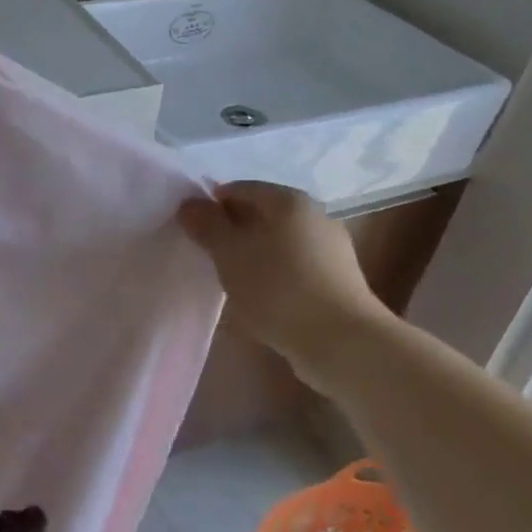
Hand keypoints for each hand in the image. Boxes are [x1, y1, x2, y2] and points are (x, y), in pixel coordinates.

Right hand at [177, 181, 396, 384]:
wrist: (342, 342)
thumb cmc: (277, 288)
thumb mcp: (229, 253)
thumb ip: (206, 225)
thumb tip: (190, 204)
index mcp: (288, 199)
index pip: (239, 189)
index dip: (212, 207)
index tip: (196, 235)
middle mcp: (314, 214)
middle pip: (262, 214)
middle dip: (234, 232)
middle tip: (212, 258)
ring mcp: (332, 247)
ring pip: (279, 241)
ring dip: (255, 255)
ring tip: (236, 282)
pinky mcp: (340, 280)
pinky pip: (296, 266)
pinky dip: (277, 275)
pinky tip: (265, 299)